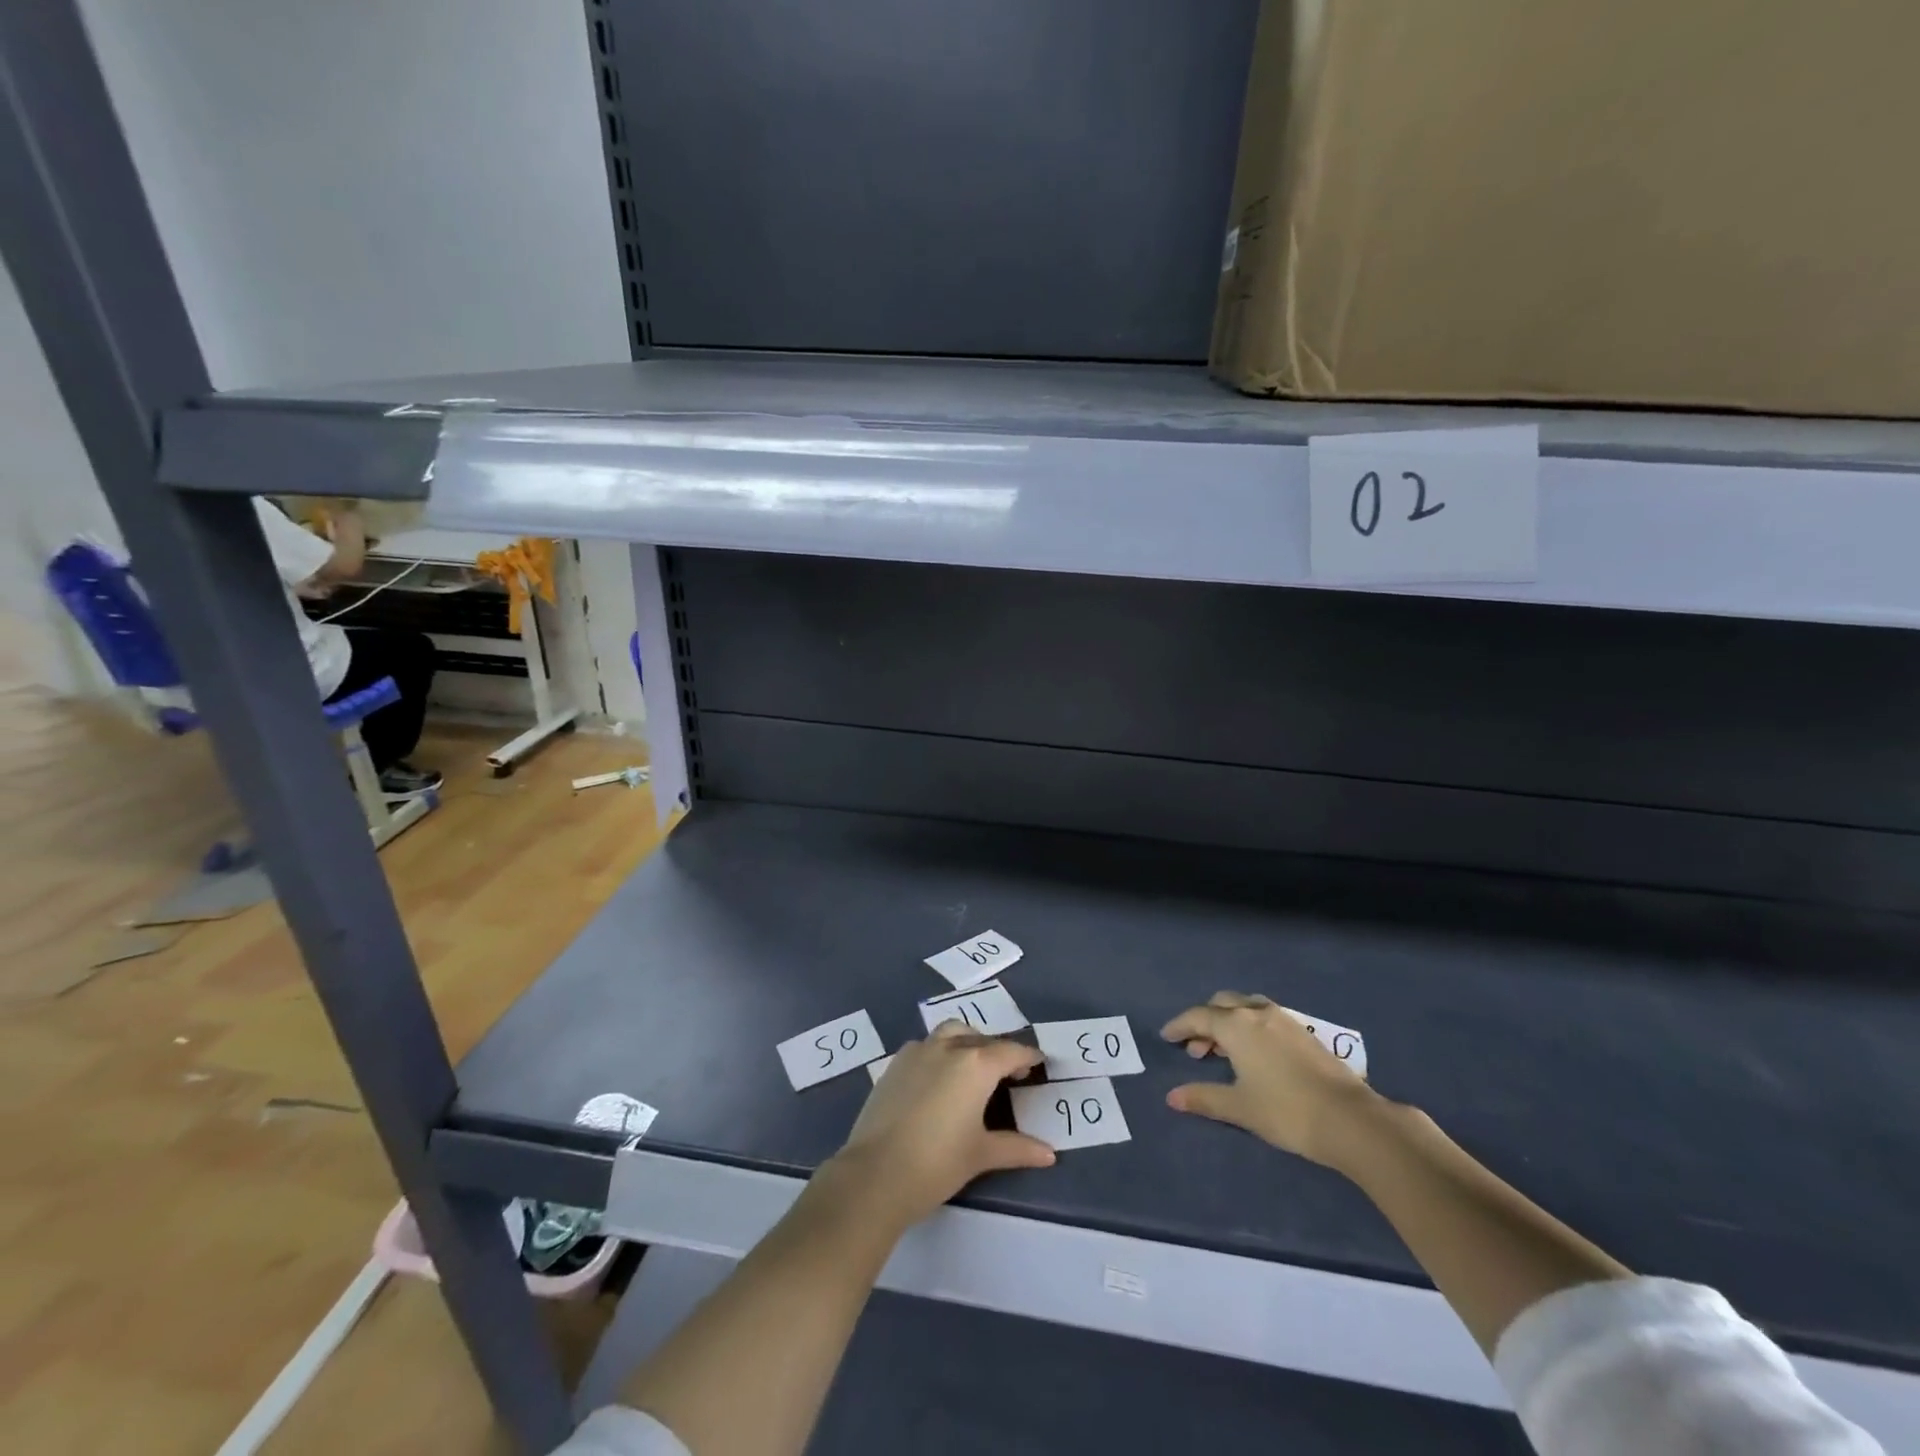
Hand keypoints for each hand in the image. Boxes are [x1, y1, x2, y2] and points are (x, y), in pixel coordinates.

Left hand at [830, 1022, 1053, 1228]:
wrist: (875, 1173)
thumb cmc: (937, 1163)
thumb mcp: (981, 1154)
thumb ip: (1017, 1147)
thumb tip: (1050, 1154)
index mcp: (976, 1064)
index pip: (1011, 1052)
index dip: (1027, 1057)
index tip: (1039, 1062)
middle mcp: (948, 1047)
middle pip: (981, 1039)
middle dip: (998, 1051)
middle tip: (1008, 1073)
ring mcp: (918, 1051)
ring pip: (951, 1032)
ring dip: (967, 1041)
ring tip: (973, 1067)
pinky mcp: (895, 1063)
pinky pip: (926, 1046)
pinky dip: (940, 1052)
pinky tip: (939, 1079)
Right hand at [1160, 991, 1378, 1168]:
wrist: (1350, 1119)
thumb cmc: (1286, 1111)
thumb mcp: (1240, 1107)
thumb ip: (1204, 1097)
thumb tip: (1172, 1096)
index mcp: (1236, 1025)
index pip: (1198, 1016)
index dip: (1180, 1026)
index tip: (1167, 1037)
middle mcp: (1257, 1012)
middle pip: (1221, 1004)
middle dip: (1204, 1021)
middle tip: (1196, 1049)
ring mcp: (1284, 1019)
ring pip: (1245, 1007)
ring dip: (1228, 1022)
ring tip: (1224, 1051)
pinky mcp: (1304, 1032)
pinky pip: (1264, 1016)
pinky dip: (1249, 1026)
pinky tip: (1255, 1054)